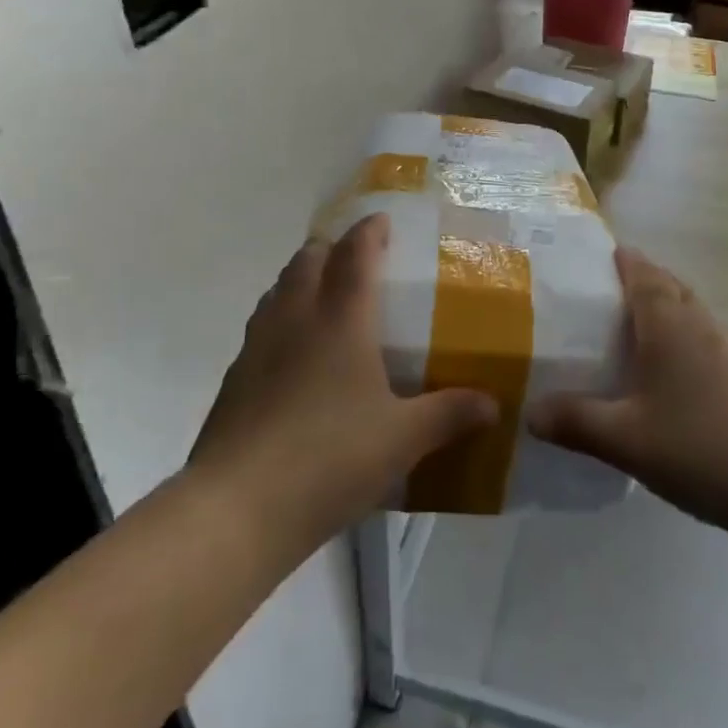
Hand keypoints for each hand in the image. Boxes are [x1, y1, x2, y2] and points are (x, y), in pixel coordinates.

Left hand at [188, 215, 496, 561]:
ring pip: (279, 289)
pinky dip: (281, 319)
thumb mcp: (402, 440)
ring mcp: (258, 346)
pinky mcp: (234, 378)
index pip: (356, 253)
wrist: (236, 508)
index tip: (383, 219)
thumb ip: (449, 415)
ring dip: (301, 279)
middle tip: (357, 259)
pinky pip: (261, 326)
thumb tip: (492, 405)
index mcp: (341, 319)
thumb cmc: (329, 458)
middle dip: (333, 248)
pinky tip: (294, 355)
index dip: (370, 230)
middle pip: (309, 259)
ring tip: (324, 296)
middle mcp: (296, 318)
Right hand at [528, 249, 727, 540]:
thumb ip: (576, 422)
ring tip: (627, 335)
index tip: (590, 259)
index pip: (641, 270)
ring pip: (687, 312)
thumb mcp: (626, 439)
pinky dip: (678, 340)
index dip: (618, 259)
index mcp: (667, 321)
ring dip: (660, 311)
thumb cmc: (701, 446)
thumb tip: (530, 413)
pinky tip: (665, 378)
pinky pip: (701, 340)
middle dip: (637, 281)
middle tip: (600, 298)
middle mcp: (698, 322)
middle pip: (667, 284)